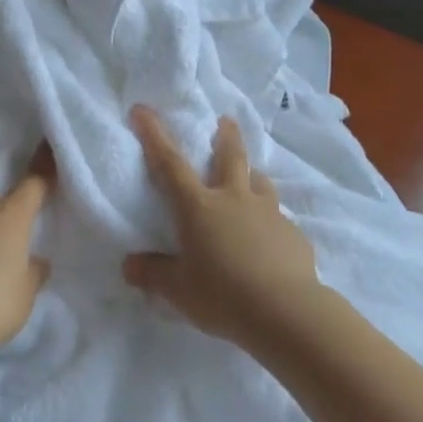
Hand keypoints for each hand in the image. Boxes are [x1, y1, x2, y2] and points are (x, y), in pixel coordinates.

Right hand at [122, 107, 319, 345]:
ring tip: (250, 179)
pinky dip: (270, 221)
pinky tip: (270, 238)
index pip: (169, 163)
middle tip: (226, 120)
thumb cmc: (223, 295)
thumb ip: (154, 274)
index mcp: (199, 206)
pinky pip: (279, 219)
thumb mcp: (178, 290)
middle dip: (226, 136)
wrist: (287, 312)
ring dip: (252, 176)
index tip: (142, 110)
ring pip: (260, 182)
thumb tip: (129, 265)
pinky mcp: (293, 235)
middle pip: (230, 156)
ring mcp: (269, 213)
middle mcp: (234, 199)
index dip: (153, 135)